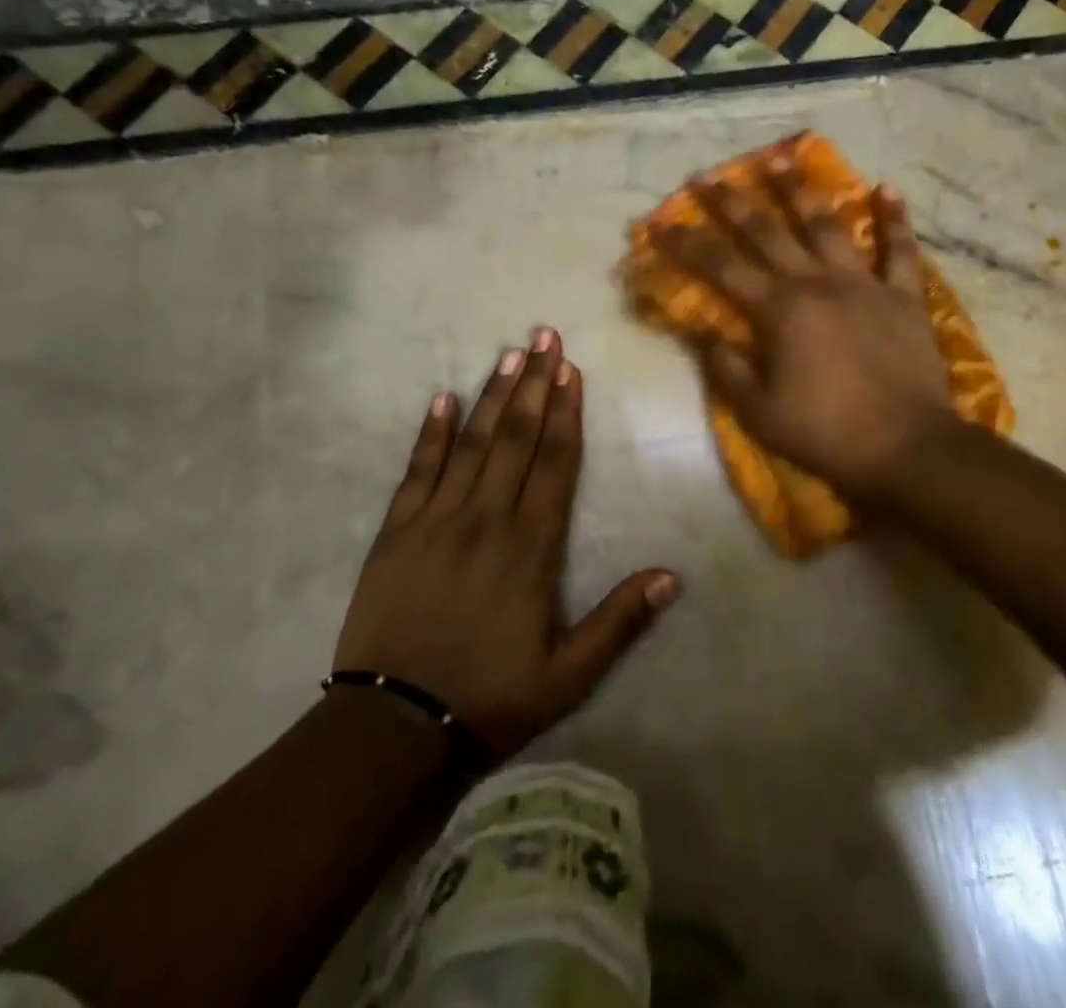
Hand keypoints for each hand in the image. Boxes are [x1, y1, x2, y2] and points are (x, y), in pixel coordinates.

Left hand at [333, 331, 679, 760]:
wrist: (392, 729)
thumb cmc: (489, 698)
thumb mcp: (569, 674)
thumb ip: (619, 621)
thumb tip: (673, 576)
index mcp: (531, 546)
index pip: (555, 462)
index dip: (566, 412)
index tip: (571, 369)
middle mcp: (487, 519)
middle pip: (515, 437)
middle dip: (533, 383)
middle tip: (543, 335)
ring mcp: (436, 520)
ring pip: (471, 443)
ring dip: (492, 395)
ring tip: (508, 353)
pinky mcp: (396, 532)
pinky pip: (417, 471)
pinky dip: (431, 433)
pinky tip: (441, 399)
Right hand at [648, 156, 954, 501]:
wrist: (908, 447)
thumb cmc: (827, 433)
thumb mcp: (760, 412)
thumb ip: (726, 368)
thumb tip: (701, 334)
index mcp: (779, 310)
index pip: (721, 268)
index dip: (688, 244)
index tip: (661, 222)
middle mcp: (818, 283)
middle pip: (768, 232)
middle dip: (734, 202)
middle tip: (709, 175)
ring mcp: (864, 284)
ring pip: (828, 226)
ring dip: (802, 191)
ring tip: (783, 157)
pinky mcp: (904, 296)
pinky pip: (900, 251)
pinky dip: (895, 220)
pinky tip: (887, 188)